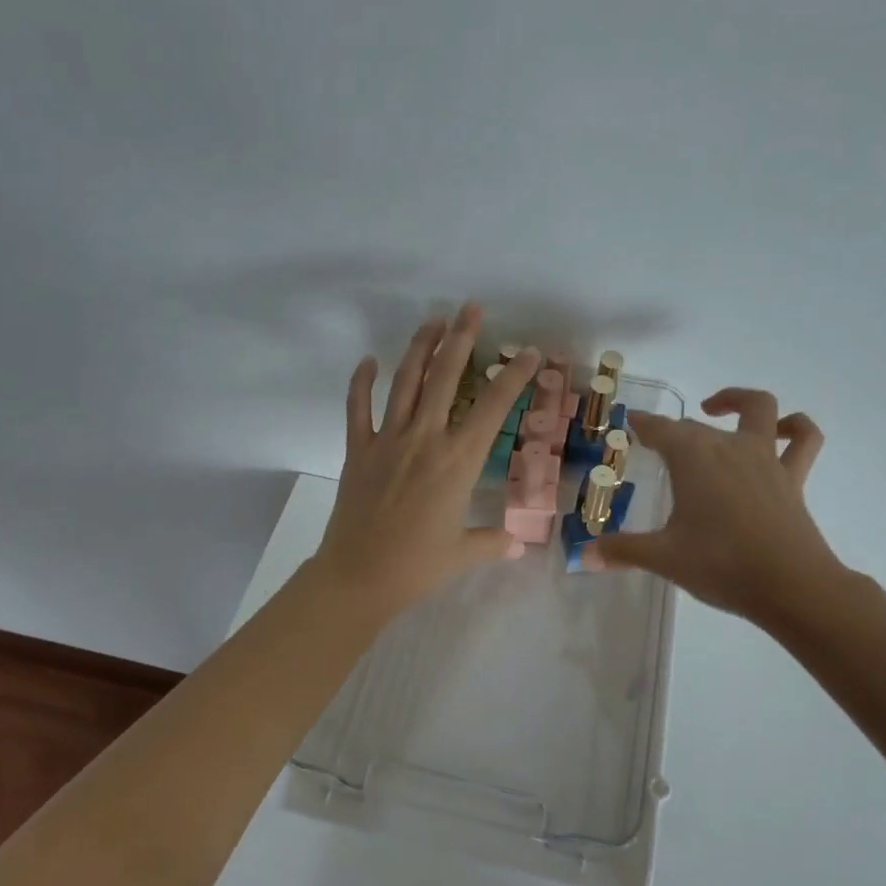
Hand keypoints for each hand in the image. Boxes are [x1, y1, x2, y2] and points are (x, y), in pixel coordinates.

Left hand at [310, 304, 542, 623]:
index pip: (492, 408)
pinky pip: (358, 408)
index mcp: (458, 461)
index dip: (512, 376)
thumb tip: (516, 543)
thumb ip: (492, 541)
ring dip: (420, 348)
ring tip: (433, 322)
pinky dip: (362, 382)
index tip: (527, 351)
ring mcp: (388, 441)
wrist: (358, 577)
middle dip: (461, 339)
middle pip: (445, 378)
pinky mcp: (359, 450)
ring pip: (405, 383)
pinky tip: (368, 361)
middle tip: (471, 309)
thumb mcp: (463, 553)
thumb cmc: (417, 566)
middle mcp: (425, 439)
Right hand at [588, 388, 852, 624]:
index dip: (643, 424)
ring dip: (737, 401)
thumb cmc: (720, 565)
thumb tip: (584, 556)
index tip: (631, 422)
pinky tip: (781, 430)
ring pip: (758, 409)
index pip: (660, 429)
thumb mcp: (663, 558)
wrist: (790, 586)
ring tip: (716, 408)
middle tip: (657, 446)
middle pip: (696, 426)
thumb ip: (623, 551)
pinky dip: (795, 427)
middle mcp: (727, 446)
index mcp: (692, 458)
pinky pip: (803, 440)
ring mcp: (764, 458)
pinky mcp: (793, 477)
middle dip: (674, 432)